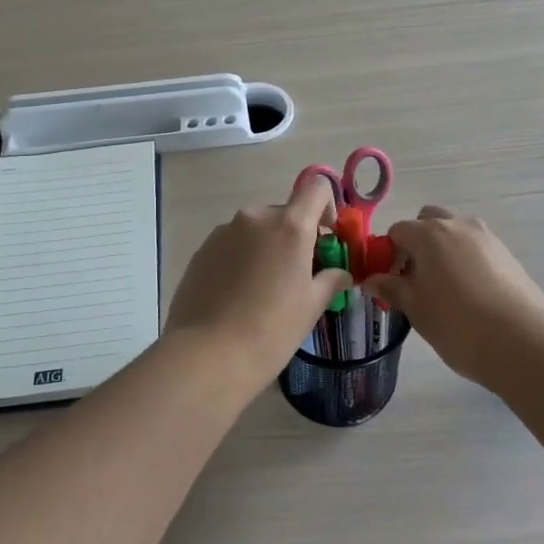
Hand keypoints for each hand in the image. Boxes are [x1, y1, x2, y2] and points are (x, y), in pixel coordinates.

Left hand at [165, 175, 351, 382]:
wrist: (207, 354)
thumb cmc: (271, 329)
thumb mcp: (311, 306)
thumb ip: (330, 280)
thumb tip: (341, 273)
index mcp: (289, 225)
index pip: (316, 189)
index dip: (326, 208)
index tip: (326, 240)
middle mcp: (256, 217)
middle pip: (284, 213)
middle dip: (295, 236)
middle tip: (297, 274)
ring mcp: (224, 231)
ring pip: (256, 229)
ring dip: (266, 247)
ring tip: (263, 289)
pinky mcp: (202, 249)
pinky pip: (232, 244)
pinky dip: (241, 258)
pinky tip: (238, 294)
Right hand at [364, 206, 543, 385]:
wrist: (522, 341)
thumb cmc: (457, 324)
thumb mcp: (416, 309)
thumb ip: (391, 289)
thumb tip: (371, 280)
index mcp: (428, 233)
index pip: (397, 231)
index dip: (388, 255)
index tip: (391, 282)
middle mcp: (457, 225)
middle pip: (427, 221)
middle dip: (417, 243)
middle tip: (416, 280)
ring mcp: (486, 237)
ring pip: (455, 233)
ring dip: (443, 250)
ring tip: (445, 289)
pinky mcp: (507, 254)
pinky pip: (476, 248)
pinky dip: (466, 260)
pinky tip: (470, 294)